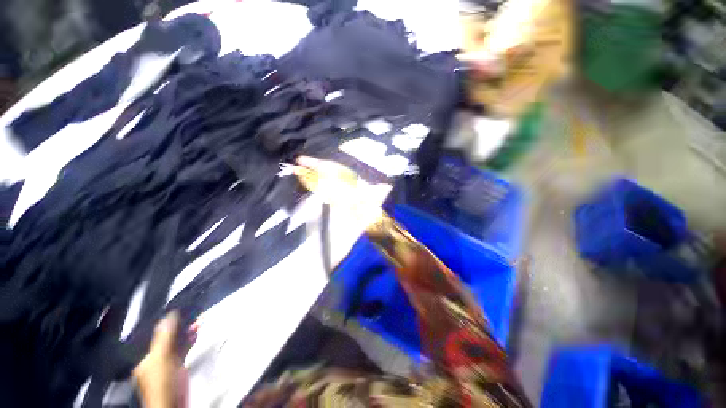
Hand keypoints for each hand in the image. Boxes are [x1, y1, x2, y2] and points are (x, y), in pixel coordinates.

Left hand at [133, 312, 196, 407]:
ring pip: (176, 342)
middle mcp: (153, 357)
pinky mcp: (177, 367)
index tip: (180, 310)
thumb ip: (165, 337)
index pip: (154, 333)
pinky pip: (182, 349)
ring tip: (197, 322)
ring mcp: (166, 362)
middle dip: (179, 326)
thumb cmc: (163, 383)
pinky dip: (189, 341)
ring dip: (186, 332)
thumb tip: (170, 315)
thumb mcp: (162, 358)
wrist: (174, 404)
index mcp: (144, 356)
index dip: (166, 321)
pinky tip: (195, 334)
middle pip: (166, 337)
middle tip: (192, 314)